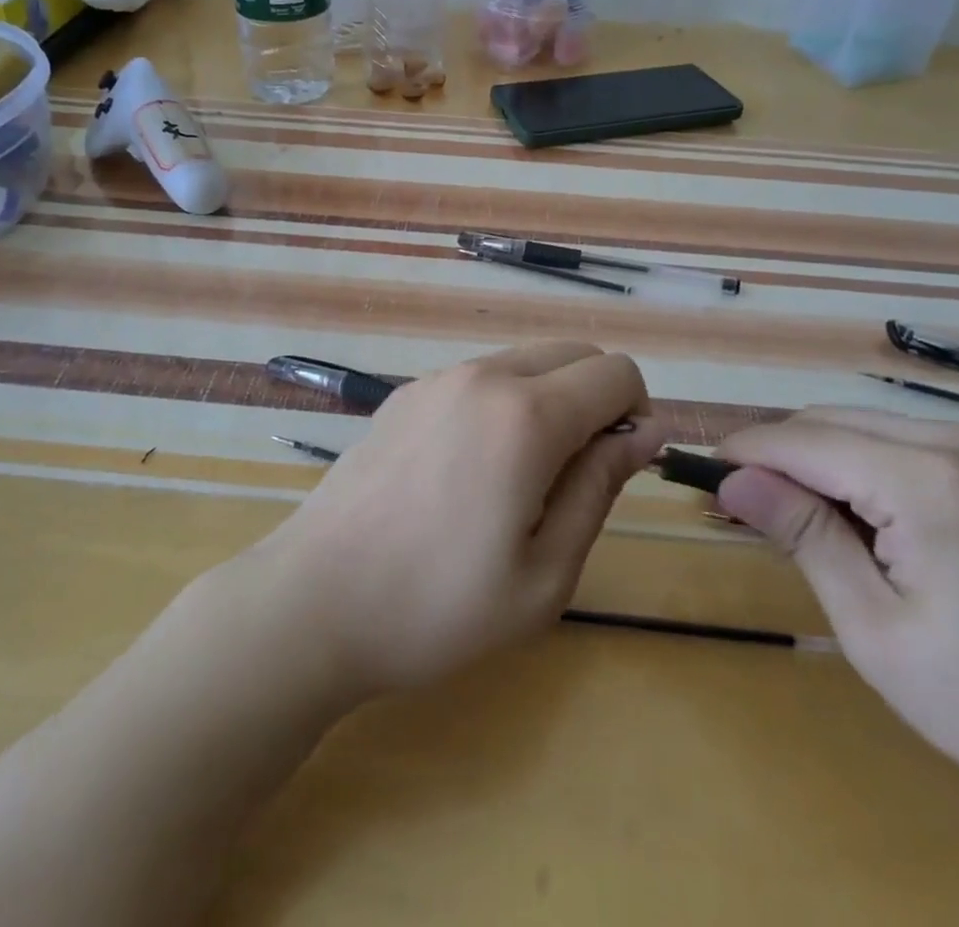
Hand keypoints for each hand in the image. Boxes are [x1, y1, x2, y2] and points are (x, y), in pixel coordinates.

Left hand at [250, 341, 659, 699]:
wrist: (314, 600)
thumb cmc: (438, 605)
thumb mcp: (545, 573)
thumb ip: (600, 487)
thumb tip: (644, 431)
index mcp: (526, 415)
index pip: (616, 372)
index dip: (636, 414)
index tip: (619, 468)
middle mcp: (483, 376)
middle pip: (573, 352)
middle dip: (597, 399)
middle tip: (575, 477)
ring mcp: (438, 379)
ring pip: (526, 362)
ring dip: (549, 400)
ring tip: (520, 480)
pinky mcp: (407, 393)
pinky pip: (480, 378)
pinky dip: (503, 403)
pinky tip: (469, 471)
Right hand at [714, 408, 958, 844]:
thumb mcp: (878, 630)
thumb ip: (803, 536)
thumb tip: (731, 479)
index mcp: (927, 479)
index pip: (802, 440)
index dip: (743, 453)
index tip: (697, 476)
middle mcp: (956, 442)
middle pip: (828, 422)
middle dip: (776, 457)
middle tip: (738, 509)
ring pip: (859, 426)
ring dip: (813, 461)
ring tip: (788, 519)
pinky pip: (897, 443)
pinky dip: (855, 467)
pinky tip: (852, 519)